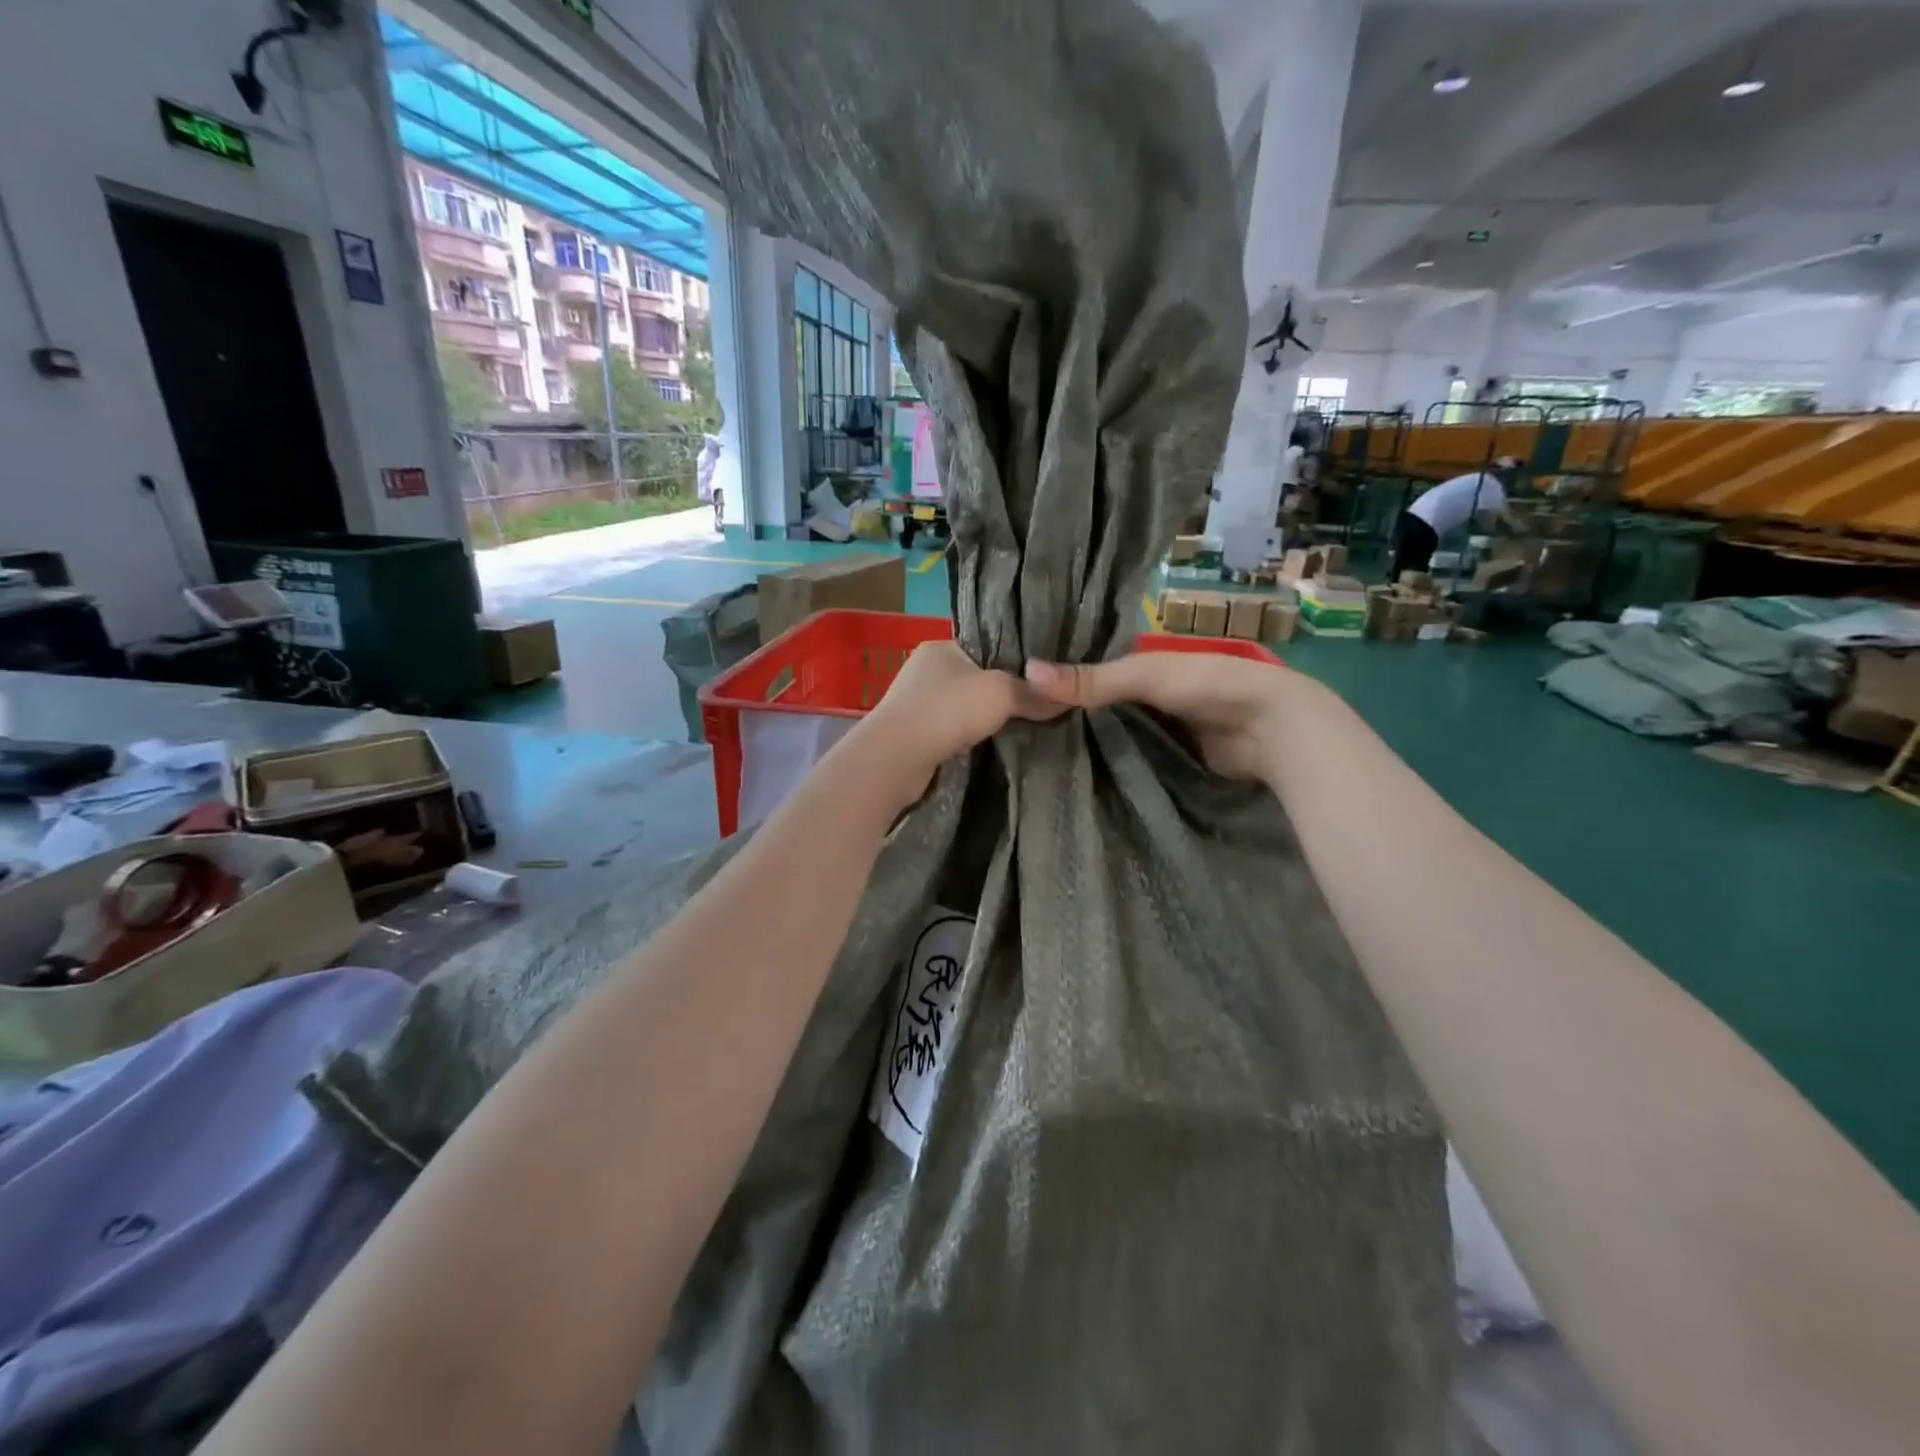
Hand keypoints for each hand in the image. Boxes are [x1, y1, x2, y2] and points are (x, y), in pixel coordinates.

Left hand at [854, 641, 1061, 801]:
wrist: (896, 759)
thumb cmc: (946, 711)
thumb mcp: (1001, 693)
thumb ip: (1033, 693)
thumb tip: (1065, 697)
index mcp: (942, 646)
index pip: (987, 646)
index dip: (1017, 660)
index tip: (1045, 676)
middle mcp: (926, 669)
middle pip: (977, 677)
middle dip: (1004, 692)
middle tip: (1042, 705)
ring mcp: (917, 702)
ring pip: (965, 706)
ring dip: (986, 717)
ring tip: (1025, 726)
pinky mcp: (915, 733)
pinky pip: (953, 730)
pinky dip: (971, 737)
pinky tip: (994, 745)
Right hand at [1023, 653, 1296, 780]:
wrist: (1269, 728)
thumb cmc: (1207, 684)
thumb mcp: (1143, 675)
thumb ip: (1089, 680)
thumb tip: (1025, 672)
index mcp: (1140, 662)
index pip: (1087, 669)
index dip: (1056, 679)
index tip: (1012, 690)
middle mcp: (1144, 695)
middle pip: (1096, 706)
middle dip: (1064, 715)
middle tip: (1014, 729)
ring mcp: (1156, 728)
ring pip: (1109, 735)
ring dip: (1082, 743)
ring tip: (1029, 754)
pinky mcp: (1165, 760)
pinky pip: (1127, 761)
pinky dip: (1105, 766)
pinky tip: (1070, 774)